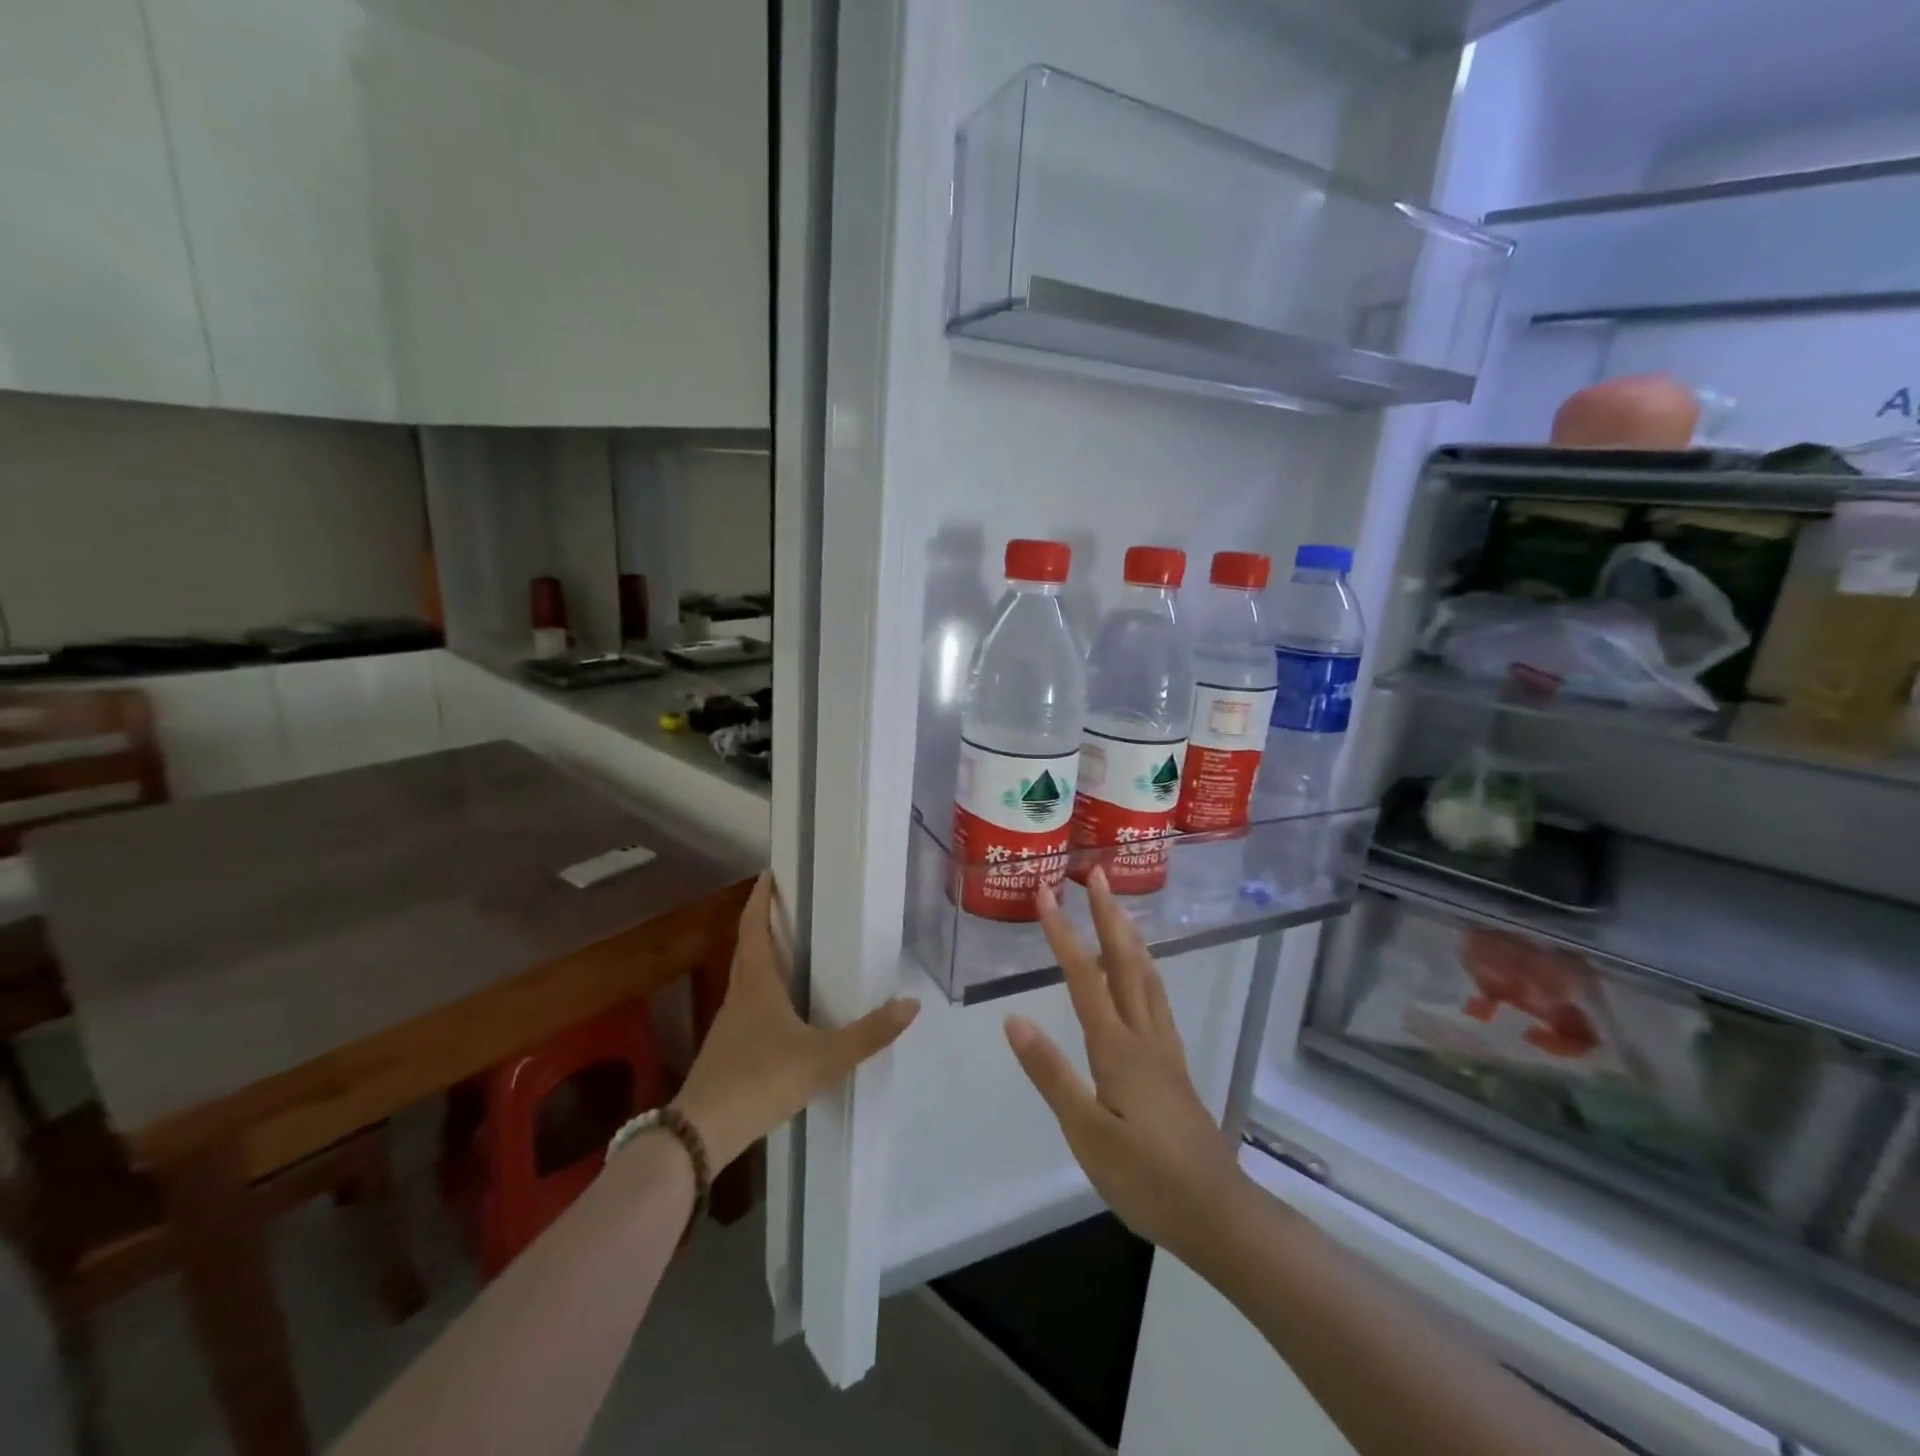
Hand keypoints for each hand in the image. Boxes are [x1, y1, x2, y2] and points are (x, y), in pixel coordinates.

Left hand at [673, 874, 919, 1170]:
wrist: (701, 1133)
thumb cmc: (761, 1080)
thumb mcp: (822, 1058)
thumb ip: (868, 1034)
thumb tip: (911, 1004)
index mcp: (757, 985)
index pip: (754, 929)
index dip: (760, 900)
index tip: (767, 874)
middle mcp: (739, 996)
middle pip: (747, 949)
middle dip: (761, 923)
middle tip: (784, 904)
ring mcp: (729, 1025)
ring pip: (745, 977)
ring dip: (761, 956)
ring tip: (788, 948)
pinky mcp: (727, 1050)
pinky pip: (746, 1004)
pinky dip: (761, 990)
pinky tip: (780, 1009)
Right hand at [1003, 869, 1247, 1258]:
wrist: (1217, 1213)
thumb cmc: (1145, 1177)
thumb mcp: (1087, 1133)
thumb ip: (1051, 1074)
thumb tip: (1013, 1018)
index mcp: (1118, 1048)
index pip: (1086, 977)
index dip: (1064, 933)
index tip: (1047, 893)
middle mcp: (1144, 1036)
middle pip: (1126, 962)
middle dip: (1109, 915)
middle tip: (1096, 875)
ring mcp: (1164, 1049)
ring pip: (1148, 976)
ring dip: (1130, 936)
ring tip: (1117, 909)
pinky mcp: (1174, 1065)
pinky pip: (1157, 999)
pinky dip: (1144, 969)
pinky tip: (1140, 975)